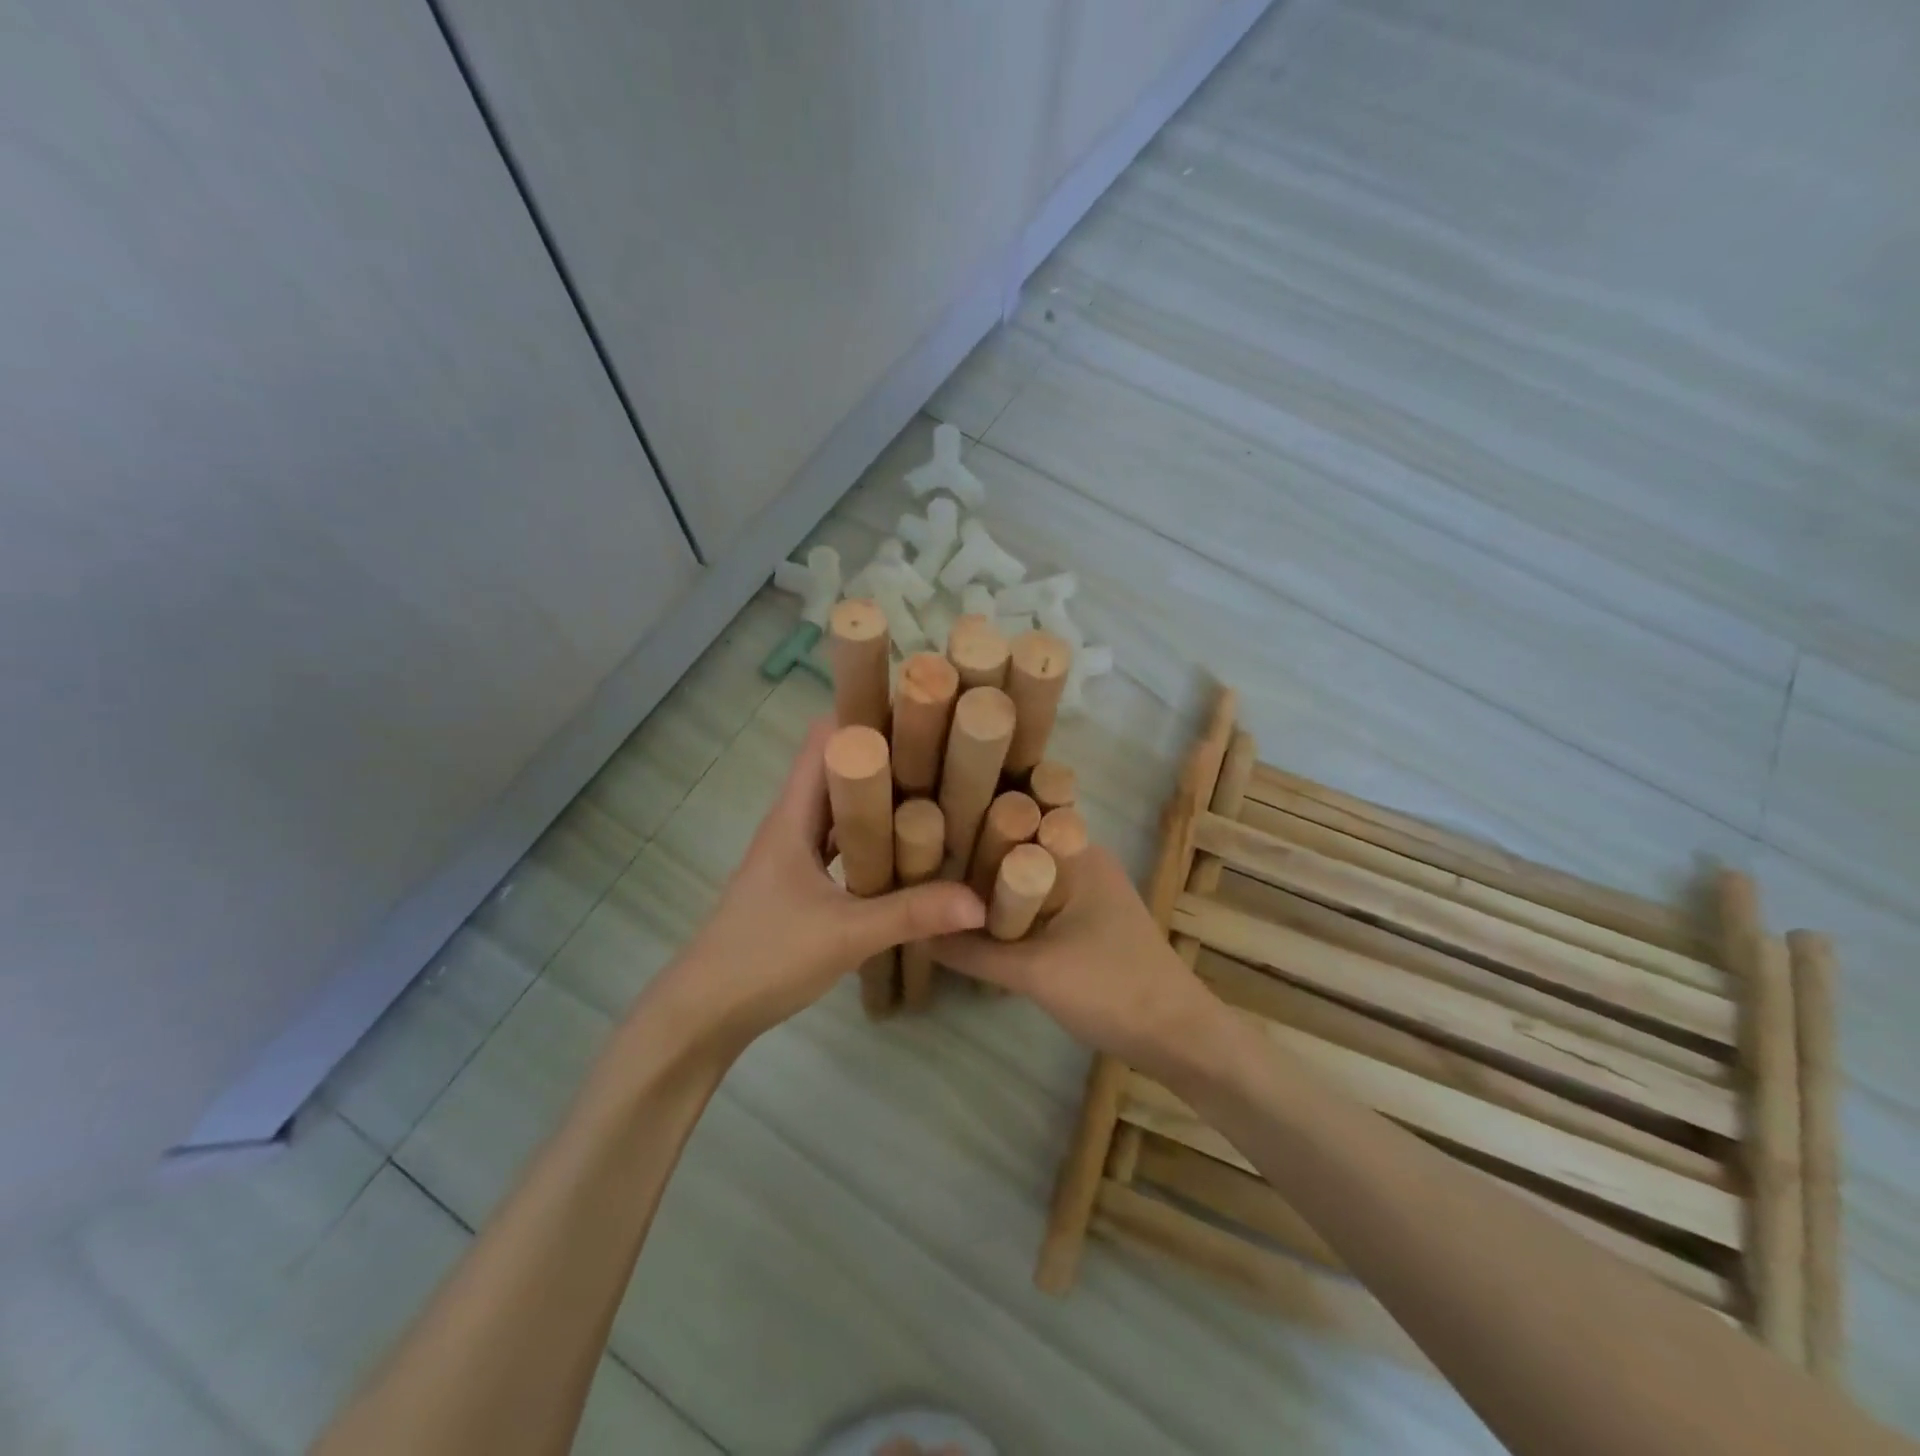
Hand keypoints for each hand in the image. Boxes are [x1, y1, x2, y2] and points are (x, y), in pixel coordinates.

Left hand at [644, 718, 985, 1050]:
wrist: (705, 1013)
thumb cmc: (765, 957)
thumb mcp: (845, 934)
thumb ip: (911, 914)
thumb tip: (979, 900)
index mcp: (793, 815)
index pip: (825, 739)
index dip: (865, 715)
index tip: (919, 708)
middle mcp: (793, 822)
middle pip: (838, 768)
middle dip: (886, 753)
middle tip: (946, 746)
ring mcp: (795, 853)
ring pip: (842, 807)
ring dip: (881, 796)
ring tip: (938, 787)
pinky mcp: (800, 882)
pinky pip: (843, 842)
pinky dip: (872, 836)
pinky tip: (908, 847)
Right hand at [935, 843, 1221, 1075]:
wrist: (1178, 1037)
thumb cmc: (1110, 989)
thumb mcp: (1033, 971)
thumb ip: (973, 951)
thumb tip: (918, 933)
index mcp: (1077, 852)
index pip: (1013, 820)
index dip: (968, 825)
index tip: (922, 837)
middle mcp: (1083, 859)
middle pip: (1016, 849)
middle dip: (973, 860)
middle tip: (921, 870)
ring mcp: (1088, 890)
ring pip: (1026, 878)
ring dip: (991, 889)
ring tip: (937, 892)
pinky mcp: (1088, 919)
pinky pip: (1039, 902)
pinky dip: (1011, 910)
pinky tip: (977, 923)